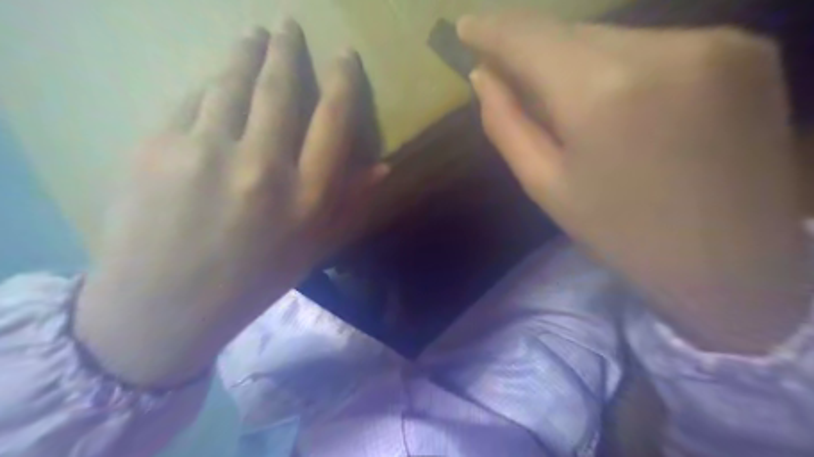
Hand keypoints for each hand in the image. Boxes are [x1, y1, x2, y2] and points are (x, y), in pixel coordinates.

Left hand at [73, 20, 385, 386]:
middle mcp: (263, 167)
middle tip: (287, 24)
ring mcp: (206, 153)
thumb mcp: (313, 247)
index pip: (335, 119)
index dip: (343, 79)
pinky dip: (207, 86)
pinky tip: (213, 82)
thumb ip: (350, 202)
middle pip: (279, 88)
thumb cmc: (252, 280)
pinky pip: (191, 101)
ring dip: (245, 53)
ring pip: (231, 83)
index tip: (344, 54)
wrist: (164, 307)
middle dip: (286, 49)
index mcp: (307, 197)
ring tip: (252, 35)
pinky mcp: (156, 147)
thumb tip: (383, 166)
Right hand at [460, 10, 810, 353]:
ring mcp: (715, 40)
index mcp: (602, 93)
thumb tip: (483, 76)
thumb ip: (507, 123)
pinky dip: (623, 65)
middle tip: (511, 72)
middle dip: (536, 50)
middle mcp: (661, 48)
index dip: (493, 29)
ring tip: (570, 102)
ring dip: (578, 60)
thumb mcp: (546, 186)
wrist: (732, 263)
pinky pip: (655, 45)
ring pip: (613, 35)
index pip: (532, 38)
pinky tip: (622, 102)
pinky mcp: (746, 48)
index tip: (466, 27)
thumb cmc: (622, 232)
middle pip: (573, 31)